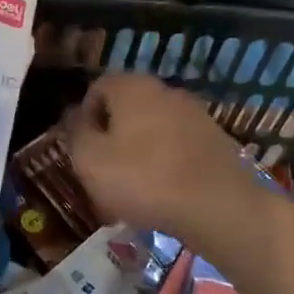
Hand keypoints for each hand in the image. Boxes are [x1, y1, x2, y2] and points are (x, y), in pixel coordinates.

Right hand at [62, 73, 255, 240]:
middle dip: (112, 134)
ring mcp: (196, 114)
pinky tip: (163, 192)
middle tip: (104, 169)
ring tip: (133, 186)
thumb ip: (77, 133)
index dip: (84, 116)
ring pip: (153, 127)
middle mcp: (166, 91)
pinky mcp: (216, 140)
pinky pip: (178, 146)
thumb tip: (75, 117)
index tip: (82, 148)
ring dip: (139, 149)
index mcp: (133, 87)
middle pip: (127, 107)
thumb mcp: (90, 160)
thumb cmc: (143, 179)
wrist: (218, 207)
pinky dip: (165, 162)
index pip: (97, 87)